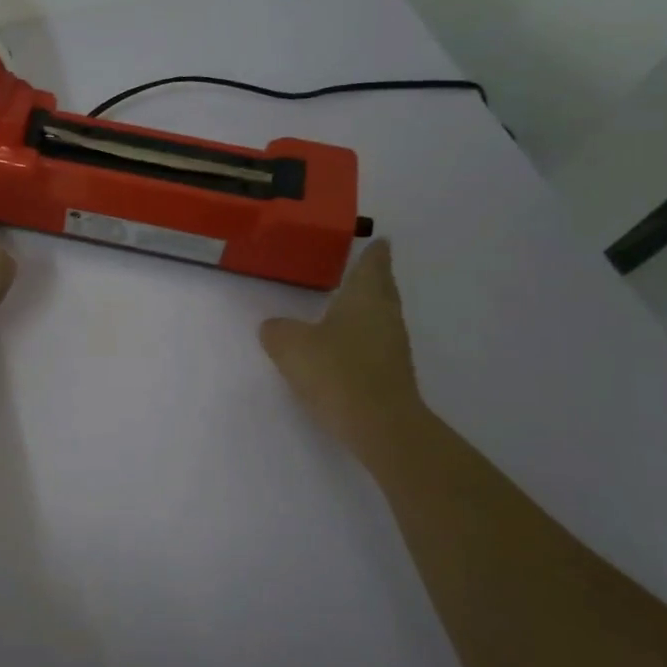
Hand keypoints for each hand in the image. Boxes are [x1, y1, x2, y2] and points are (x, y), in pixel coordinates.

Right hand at [260, 239, 422, 442]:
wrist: (380, 426)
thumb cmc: (337, 372)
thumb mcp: (291, 346)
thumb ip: (277, 330)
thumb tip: (274, 327)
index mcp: (365, 297)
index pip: (372, 264)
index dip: (373, 252)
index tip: (378, 240)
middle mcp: (385, 315)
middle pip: (382, 288)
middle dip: (372, 277)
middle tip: (360, 266)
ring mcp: (392, 346)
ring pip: (379, 316)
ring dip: (365, 308)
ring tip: (345, 304)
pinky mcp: (390, 374)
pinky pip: (374, 344)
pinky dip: (361, 337)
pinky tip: (342, 345)